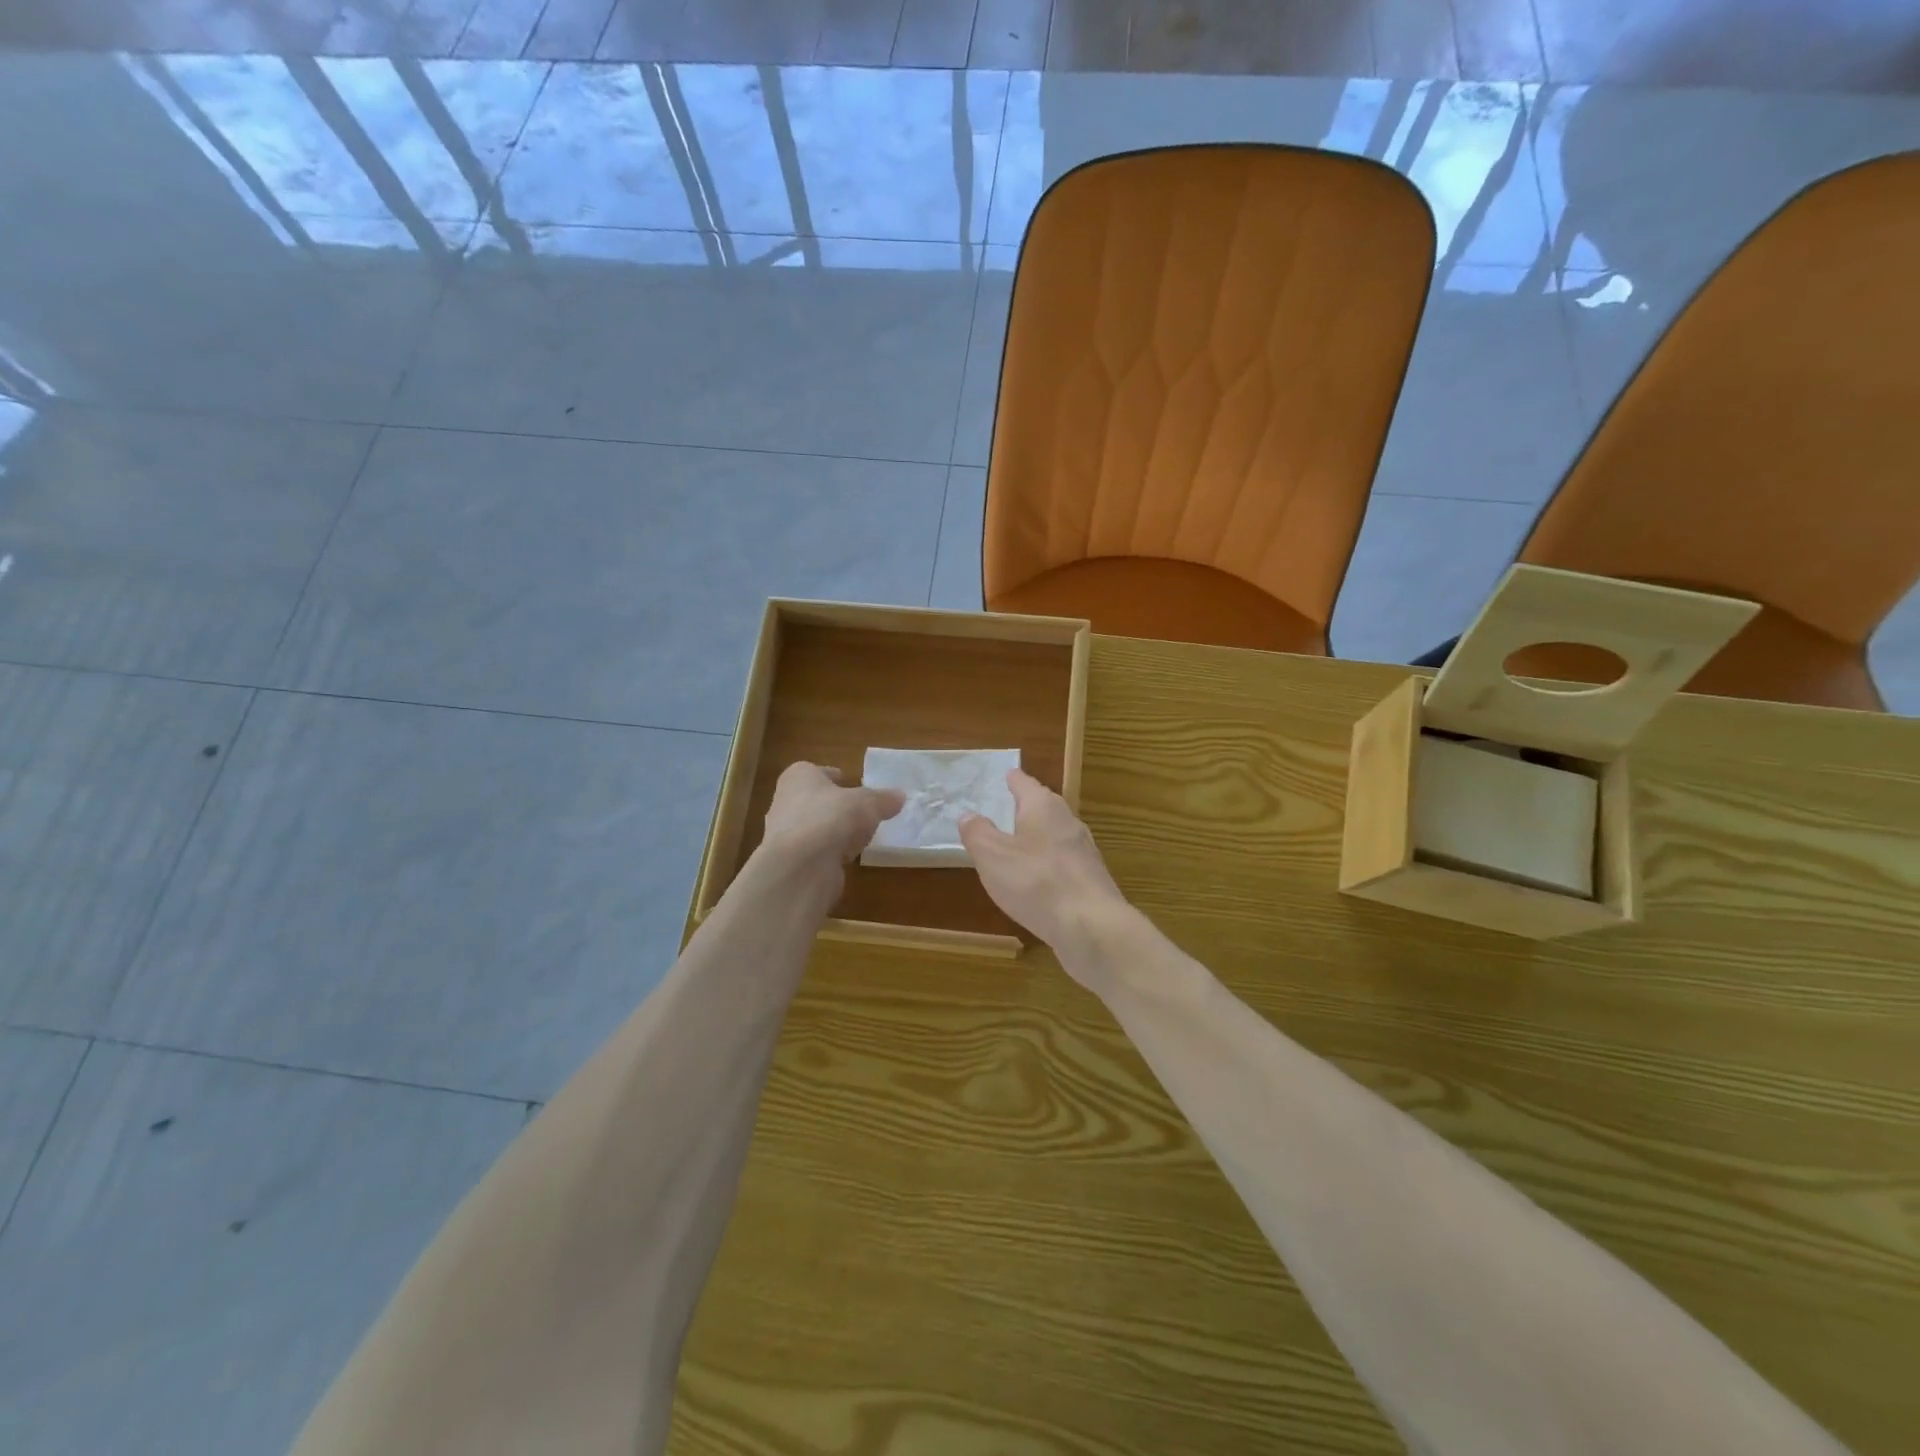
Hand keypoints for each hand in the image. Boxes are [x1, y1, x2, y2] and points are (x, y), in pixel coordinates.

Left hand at [759, 763, 903, 870]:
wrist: (800, 866)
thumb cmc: (831, 817)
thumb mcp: (867, 803)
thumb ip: (883, 799)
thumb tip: (900, 796)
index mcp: (799, 777)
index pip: (817, 772)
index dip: (835, 777)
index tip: (851, 783)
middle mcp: (786, 801)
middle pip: (817, 800)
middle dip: (837, 806)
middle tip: (862, 811)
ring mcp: (786, 834)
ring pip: (817, 827)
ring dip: (835, 832)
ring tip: (861, 836)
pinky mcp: (793, 862)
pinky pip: (818, 852)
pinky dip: (832, 853)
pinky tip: (849, 858)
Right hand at [959, 770, 1130, 978]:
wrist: (1091, 925)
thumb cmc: (1036, 882)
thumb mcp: (992, 856)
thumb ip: (978, 833)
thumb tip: (967, 814)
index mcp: (1043, 807)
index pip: (1025, 784)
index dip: (1013, 779)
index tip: (1007, 774)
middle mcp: (1068, 821)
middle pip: (1045, 806)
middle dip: (1028, 806)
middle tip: (1009, 807)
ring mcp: (1084, 851)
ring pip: (1057, 834)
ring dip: (1039, 836)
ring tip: (1020, 843)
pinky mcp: (1091, 879)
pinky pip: (1064, 862)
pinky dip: (1049, 863)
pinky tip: (1040, 879)